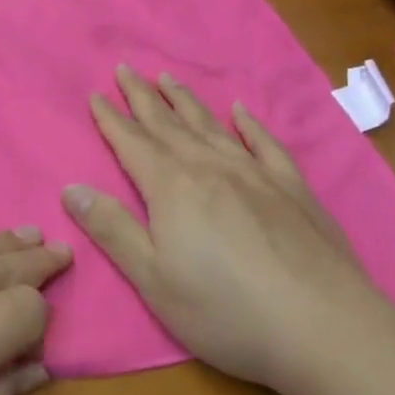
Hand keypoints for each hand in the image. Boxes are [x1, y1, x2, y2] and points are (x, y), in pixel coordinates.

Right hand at [63, 66, 384, 391]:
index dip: (111, 119)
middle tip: (125, 69)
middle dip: (142, 96)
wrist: (323, 326)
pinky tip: (240, 111)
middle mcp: (210, 167)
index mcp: (172, 187)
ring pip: (210, 125)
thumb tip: (72, 188)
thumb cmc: (225, 310)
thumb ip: (112, 230)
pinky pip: (264, 143)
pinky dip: (248, 124)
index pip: (132, 143)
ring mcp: (255, 173)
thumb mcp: (153, 279)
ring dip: (185, 100)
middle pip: (168, 124)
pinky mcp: (292, 188)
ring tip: (168, 78)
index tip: (96, 94)